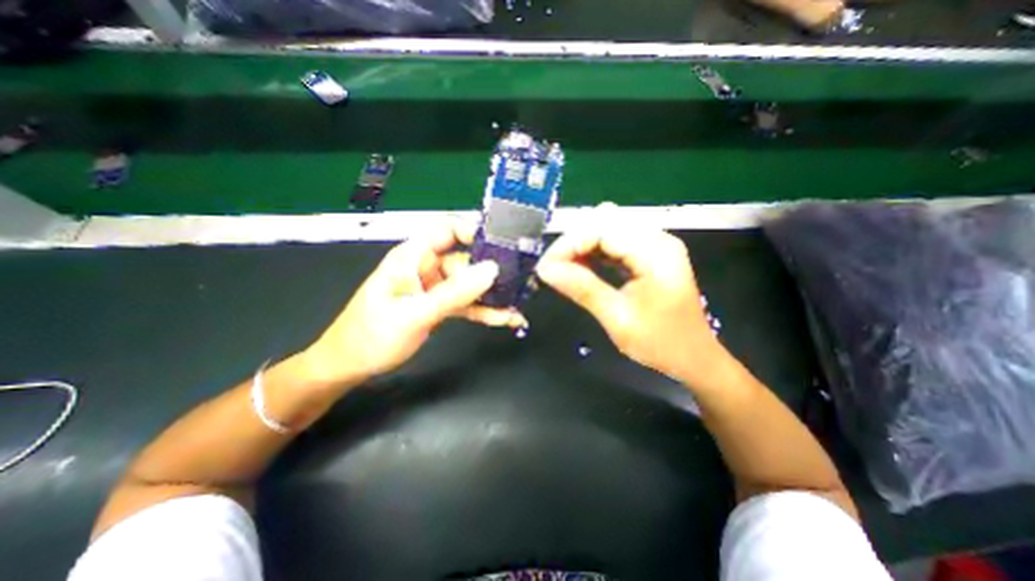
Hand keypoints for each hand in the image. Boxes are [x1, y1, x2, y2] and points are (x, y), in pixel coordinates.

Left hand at [299, 220, 525, 387]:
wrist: (351, 366)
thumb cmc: (372, 335)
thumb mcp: (415, 313)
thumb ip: (454, 292)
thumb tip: (491, 270)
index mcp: (413, 257)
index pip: (447, 229)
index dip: (474, 232)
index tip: (501, 245)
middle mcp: (427, 267)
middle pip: (466, 259)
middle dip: (493, 270)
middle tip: (520, 280)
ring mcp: (435, 288)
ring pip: (470, 284)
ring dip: (493, 294)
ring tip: (518, 304)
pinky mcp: (441, 306)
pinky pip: (467, 303)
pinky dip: (485, 310)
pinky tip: (505, 317)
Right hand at [533, 207, 725, 388]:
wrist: (695, 359)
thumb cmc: (661, 343)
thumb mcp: (618, 318)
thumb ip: (582, 289)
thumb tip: (545, 270)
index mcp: (655, 252)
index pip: (601, 229)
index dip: (568, 244)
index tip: (545, 267)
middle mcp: (657, 239)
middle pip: (604, 224)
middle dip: (573, 243)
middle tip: (552, 270)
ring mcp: (655, 245)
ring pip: (607, 231)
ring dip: (581, 247)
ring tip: (562, 270)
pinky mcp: (649, 255)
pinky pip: (615, 243)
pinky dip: (593, 253)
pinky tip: (580, 267)